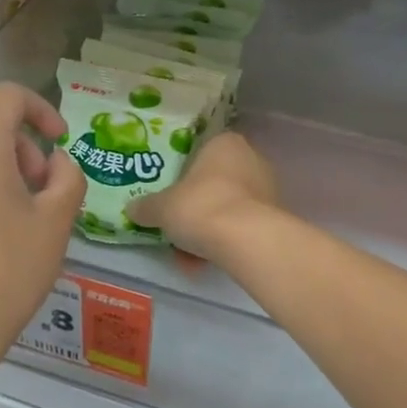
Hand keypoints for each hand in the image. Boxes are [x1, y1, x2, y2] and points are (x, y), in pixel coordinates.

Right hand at [126, 131, 279, 262]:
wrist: (246, 239)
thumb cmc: (200, 207)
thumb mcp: (162, 207)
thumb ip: (146, 207)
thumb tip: (132, 209)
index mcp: (224, 143)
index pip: (200, 153)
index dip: (181, 176)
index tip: (169, 198)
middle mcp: (251, 159)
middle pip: (214, 183)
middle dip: (194, 208)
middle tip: (175, 228)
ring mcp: (267, 188)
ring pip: (227, 208)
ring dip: (207, 230)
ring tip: (186, 257)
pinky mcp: (274, 217)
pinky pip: (240, 227)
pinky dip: (222, 243)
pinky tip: (203, 264)